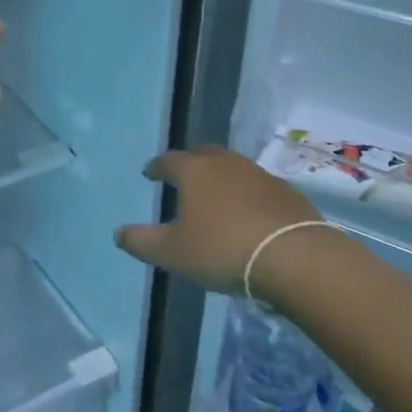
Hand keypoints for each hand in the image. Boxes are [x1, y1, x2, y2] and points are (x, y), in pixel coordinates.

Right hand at [114, 146, 319, 293]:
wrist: (293, 256)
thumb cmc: (221, 249)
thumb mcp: (172, 253)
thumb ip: (141, 241)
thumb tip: (119, 233)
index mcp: (193, 171)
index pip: (168, 161)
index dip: (156, 168)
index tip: (150, 174)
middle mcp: (224, 163)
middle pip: (202, 154)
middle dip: (190, 164)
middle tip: (183, 179)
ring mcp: (258, 174)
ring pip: (231, 168)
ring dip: (220, 178)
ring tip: (215, 198)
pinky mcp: (284, 191)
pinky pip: (256, 186)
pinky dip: (246, 194)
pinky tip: (247, 214)